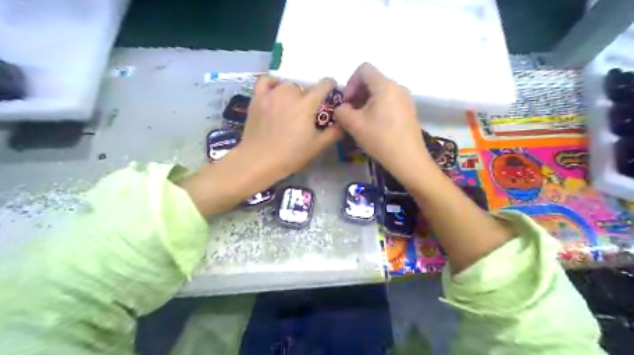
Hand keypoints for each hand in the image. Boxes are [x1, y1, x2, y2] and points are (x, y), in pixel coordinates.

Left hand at [238, 75, 344, 179]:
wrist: (259, 160)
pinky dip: (273, 82)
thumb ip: (333, 133)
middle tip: (309, 110)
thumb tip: (343, 123)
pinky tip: (275, 90)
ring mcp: (272, 94)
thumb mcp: (317, 146)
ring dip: (293, 91)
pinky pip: (266, 80)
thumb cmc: (291, 155)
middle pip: (304, 86)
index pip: (323, 85)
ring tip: (292, 104)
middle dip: (310, 95)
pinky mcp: (257, 98)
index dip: (330, 85)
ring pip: (287, 84)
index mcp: (307, 104)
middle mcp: (290, 93)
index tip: (331, 90)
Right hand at [334, 63, 432, 187]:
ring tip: (361, 121)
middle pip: (372, 80)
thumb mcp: (354, 125)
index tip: (347, 102)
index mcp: (385, 85)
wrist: (408, 159)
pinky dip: (378, 107)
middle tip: (351, 113)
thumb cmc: (380, 139)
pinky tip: (375, 126)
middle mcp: (398, 87)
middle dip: (357, 93)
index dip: (350, 83)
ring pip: (380, 92)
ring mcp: (406, 99)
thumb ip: (341, 111)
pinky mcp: (409, 110)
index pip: (364, 69)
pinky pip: (389, 101)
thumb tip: (342, 108)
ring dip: (366, 102)